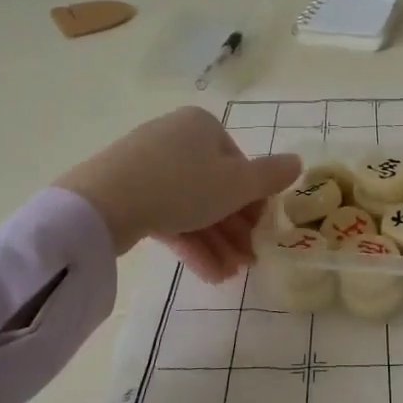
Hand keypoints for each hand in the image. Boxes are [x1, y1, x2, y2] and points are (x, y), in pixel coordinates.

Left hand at [56, 108, 301, 280]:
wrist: (103, 203)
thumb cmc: (182, 185)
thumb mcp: (236, 184)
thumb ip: (270, 176)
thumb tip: (298, 162)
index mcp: (202, 126)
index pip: (238, 163)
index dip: (254, 199)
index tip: (262, 231)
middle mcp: (176, 138)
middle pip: (215, 186)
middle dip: (235, 228)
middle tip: (249, 261)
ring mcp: (147, 165)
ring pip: (192, 205)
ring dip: (216, 241)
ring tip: (230, 275)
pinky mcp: (127, 192)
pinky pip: (167, 215)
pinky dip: (189, 241)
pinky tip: (208, 274)